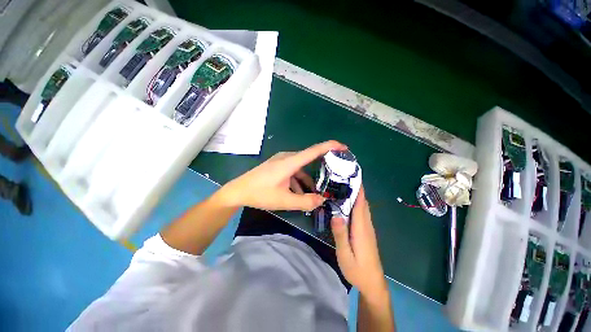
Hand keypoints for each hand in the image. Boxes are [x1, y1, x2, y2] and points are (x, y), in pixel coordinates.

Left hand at [220, 140, 347, 210]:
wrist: (238, 191)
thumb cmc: (260, 194)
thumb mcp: (285, 200)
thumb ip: (305, 201)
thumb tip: (322, 200)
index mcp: (290, 162)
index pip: (314, 151)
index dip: (330, 146)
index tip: (343, 147)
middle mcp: (287, 158)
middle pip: (309, 159)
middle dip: (321, 167)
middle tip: (333, 176)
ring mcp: (281, 161)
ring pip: (301, 168)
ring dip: (308, 179)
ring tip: (314, 193)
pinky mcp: (277, 166)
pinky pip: (293, 171)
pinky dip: (298, 180)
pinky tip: (298, 193)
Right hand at [331, 187, 387, 297]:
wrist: (372, 283)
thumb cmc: (358, 270)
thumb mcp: (345, 254)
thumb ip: (341, 235)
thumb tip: (336, 214)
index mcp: (361, 227)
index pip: (361, 203)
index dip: (358, 189)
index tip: (352, 176)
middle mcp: (366, 224)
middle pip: (363, 202)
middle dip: (356, 188)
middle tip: (343, 177)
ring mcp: (367, 228)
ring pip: (363, 206)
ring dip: (356, 195)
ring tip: (343, 186)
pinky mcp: (366, 231)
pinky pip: (361, 212)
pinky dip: (356, 203)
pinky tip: (347, 203)